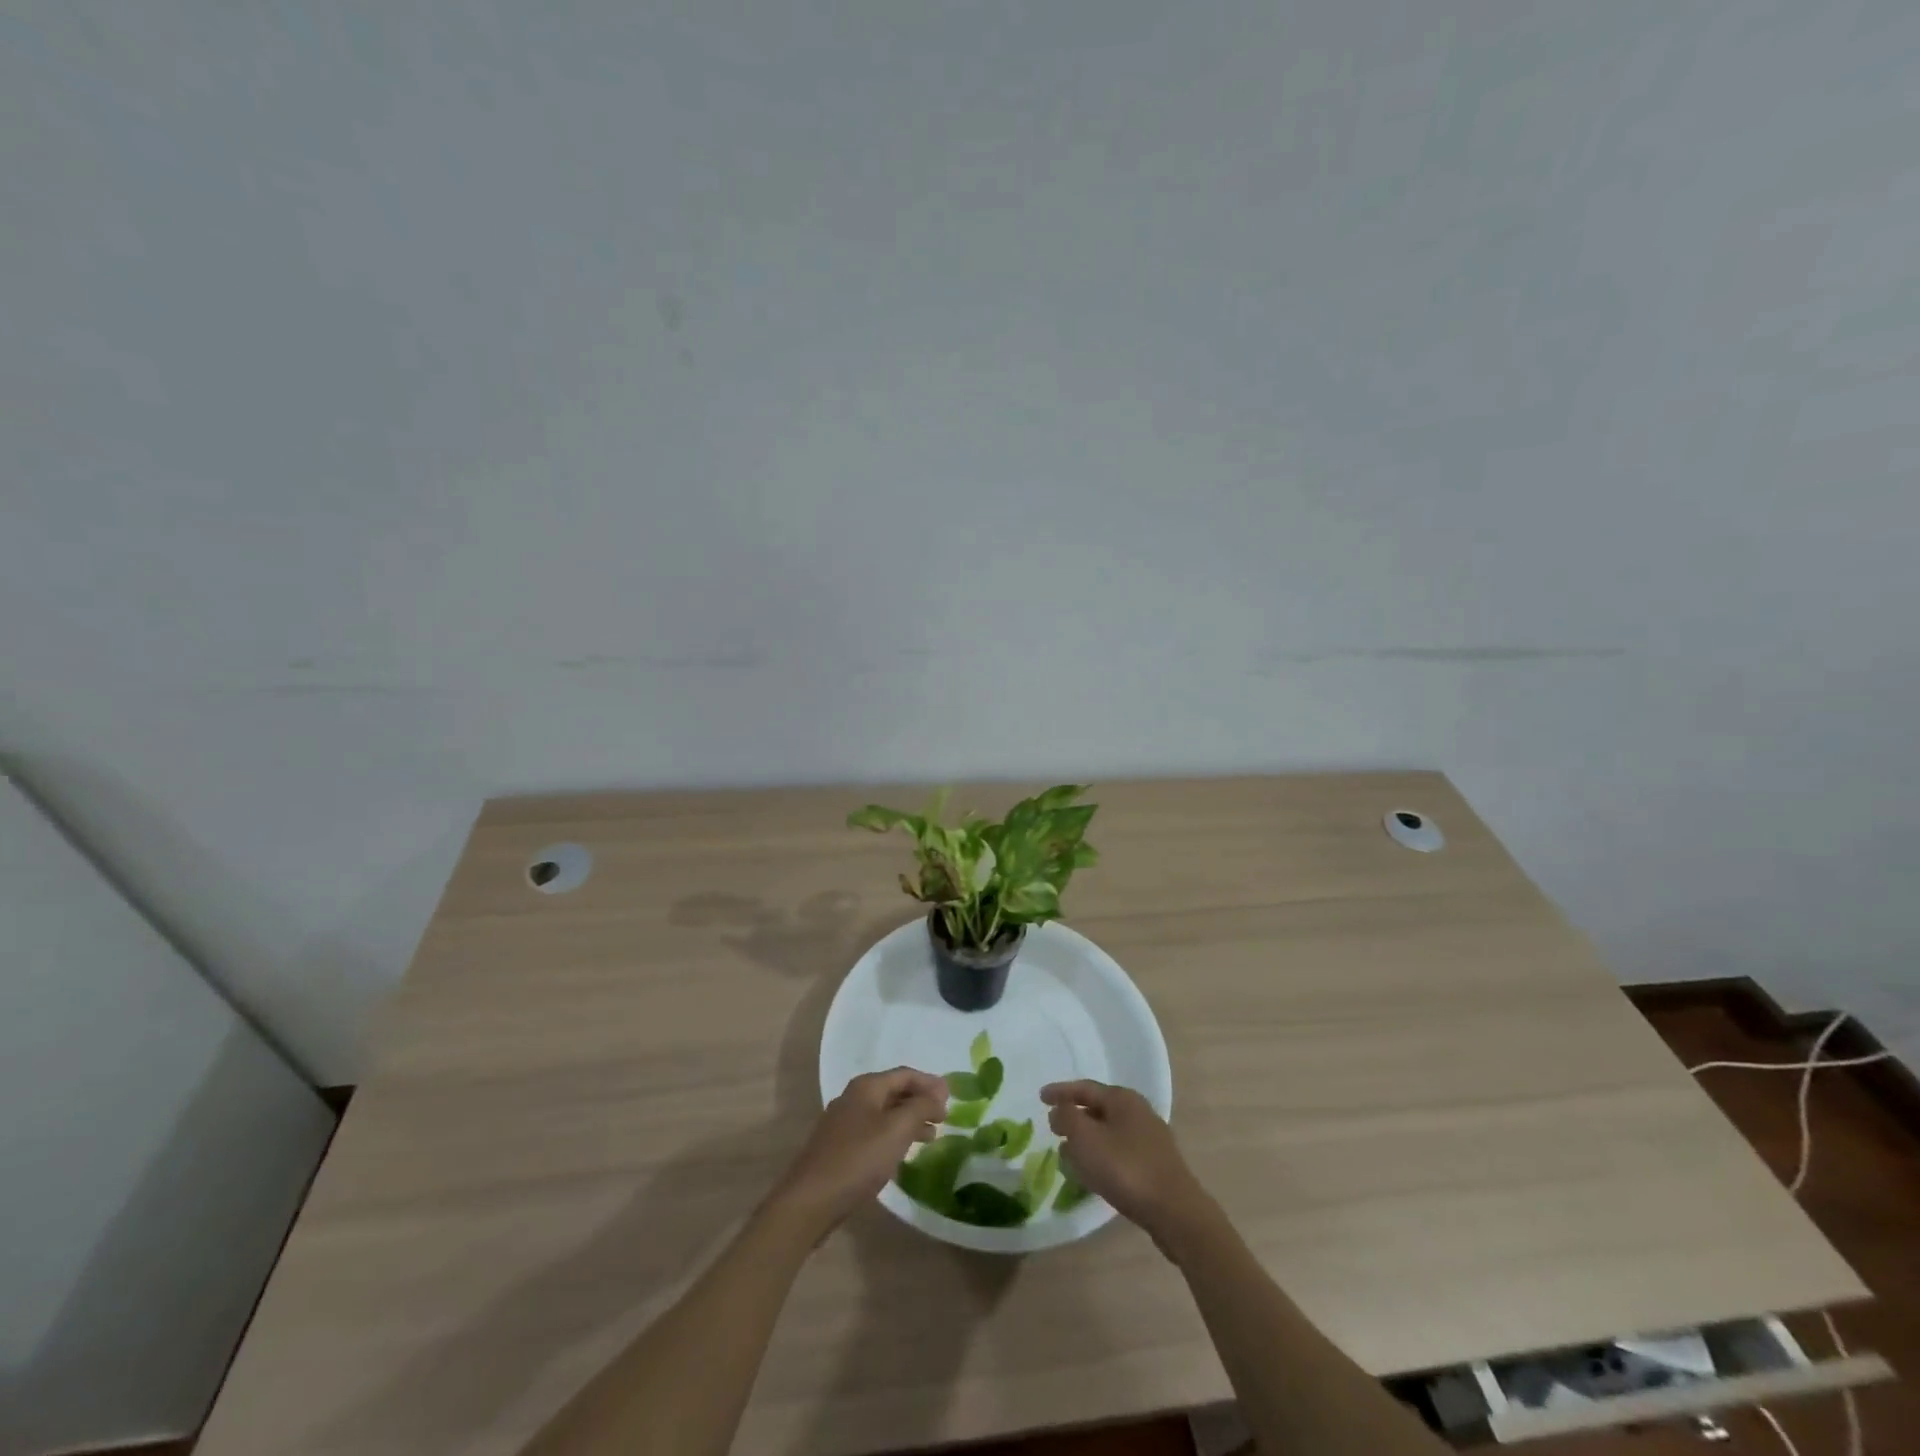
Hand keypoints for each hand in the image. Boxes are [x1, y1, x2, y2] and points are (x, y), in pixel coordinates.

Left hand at [769, 1068, 946, 1236]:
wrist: (809, 1202)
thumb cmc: (857, 1160)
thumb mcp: (896, 1130)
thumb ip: (920, 1108)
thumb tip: (938, 1093)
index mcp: (866, 1087)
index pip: (905, 1075)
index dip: (929, 1083)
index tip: (952, 1097)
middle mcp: (853, 1098)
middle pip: (894, 1092)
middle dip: (920, 1101)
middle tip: (944, 1117)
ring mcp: (843, 1124)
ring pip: (884, 1114)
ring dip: (908, 1120)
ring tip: (931, 1137)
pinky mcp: (838, 1148)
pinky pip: (874, 1132)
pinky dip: (893, 1136)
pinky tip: (902, 1154)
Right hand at [1041, 1080, 1212, 1246]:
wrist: (1175, 1212)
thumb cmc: (1126, 1168)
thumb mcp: (1086, 1139)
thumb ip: (1067, 1118)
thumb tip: (1060, 1110)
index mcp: (1122, 1098)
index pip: (1084, 1087)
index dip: (1060, 1092)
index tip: (1040, 1097)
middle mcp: (1138, 1111)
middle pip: (1098, 1108)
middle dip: (1074, 1117)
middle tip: (1054, 1127)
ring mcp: (1150, 1139)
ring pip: (1109, 1132)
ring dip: (1087, 1140)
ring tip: (1068, 1154)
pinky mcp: (1156, 1165)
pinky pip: (1120, 1152)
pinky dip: (1101, 1156)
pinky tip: (1093, 1174)